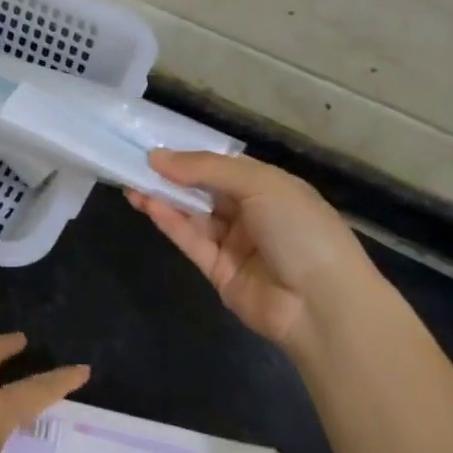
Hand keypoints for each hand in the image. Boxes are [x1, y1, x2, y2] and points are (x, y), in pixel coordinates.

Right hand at [127, 150, 381, 361]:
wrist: (322, 305)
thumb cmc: (300, 230)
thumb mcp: (260, 184)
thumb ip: (206, 168)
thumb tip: (157, 157)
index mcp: (270, 187)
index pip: (223, 167)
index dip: (191, 157)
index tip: (156, 147)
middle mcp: (252, 213)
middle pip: (204, 190)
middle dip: (171, 177)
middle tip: (133, 163)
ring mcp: (235, 244)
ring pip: (193, 215)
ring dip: (164, 198)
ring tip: (130, 181)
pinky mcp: (218, 271)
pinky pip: (190, 241)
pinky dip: (169, 222)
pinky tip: (146, 203)